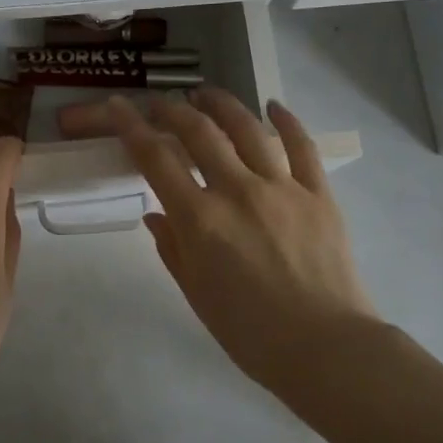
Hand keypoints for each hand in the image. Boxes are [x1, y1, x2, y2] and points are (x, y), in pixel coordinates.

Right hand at [110, 90, 375, 387]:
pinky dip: (286, 122)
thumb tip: (156, 214)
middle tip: (162, 103)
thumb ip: (172, 247)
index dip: (132, 127)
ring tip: (206, 95)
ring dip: (222, 105)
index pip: (156, 159)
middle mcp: (237, 191)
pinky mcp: (318, 193)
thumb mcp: (195, 293)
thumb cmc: (248, 331)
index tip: (119, 106)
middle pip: (199, 132)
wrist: (323, 347)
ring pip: (248, 129)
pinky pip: (302, 146)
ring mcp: (282, 187)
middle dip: (174, 110)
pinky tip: (273, 107)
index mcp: (200, 219)